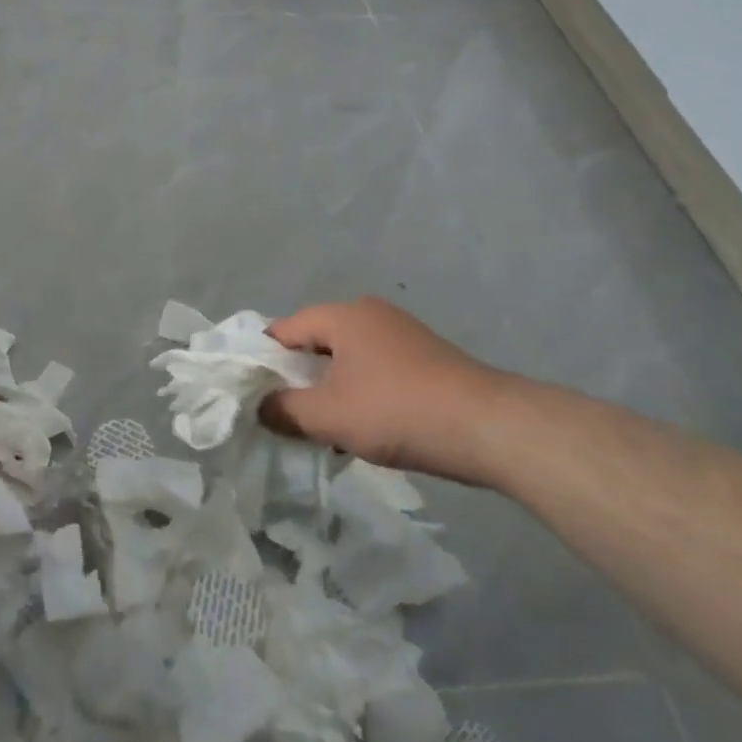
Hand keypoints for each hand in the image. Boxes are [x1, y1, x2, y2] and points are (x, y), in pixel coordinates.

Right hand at [260, 298, 509, 483]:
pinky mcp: (424, 357)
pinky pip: (374, 368)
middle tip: (285, 414)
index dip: (264, 361)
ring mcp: (401, 333)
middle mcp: (370, 313)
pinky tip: (363, 426)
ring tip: (322, 427)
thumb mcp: (329, 416)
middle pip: (316, 341)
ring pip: (346, 358)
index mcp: (343, 315)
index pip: (285, 329)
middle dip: (298, 377)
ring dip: (330, 389)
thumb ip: (284, 410)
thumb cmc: (398, 411)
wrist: (488, 427)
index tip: (252, 394)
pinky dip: (359, 391)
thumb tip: (260, 407)